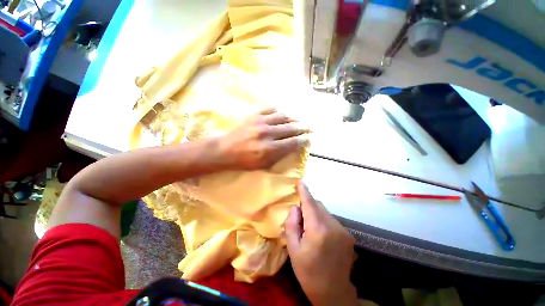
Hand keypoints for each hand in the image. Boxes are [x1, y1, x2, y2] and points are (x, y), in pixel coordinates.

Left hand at [218, 108, 308, 169]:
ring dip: (293, 118)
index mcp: (270, 149)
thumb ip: (279, 156)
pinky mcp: (254, 116)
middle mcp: (268, 133)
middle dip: (302, 128)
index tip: (308, 139)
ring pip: (283, 116)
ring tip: (298, 120)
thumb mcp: (264, 165)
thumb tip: (292, 147)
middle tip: (309, 128)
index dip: (303, 140)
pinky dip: (279, 112)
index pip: (293, 142)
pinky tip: (283, 115)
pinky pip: (271, 110)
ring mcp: (261, 122)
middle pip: (291, 128)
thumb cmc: (245, 161)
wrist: (225, 150)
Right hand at [285, 182, 357, 305]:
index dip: (304, 192)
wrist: (333, 292)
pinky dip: (322, 221)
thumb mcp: (293, 249)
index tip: (300, 181)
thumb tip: (295, 208)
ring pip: (325, 212)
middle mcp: (333, 226)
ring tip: (309, 229)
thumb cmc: (308, 272)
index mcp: (318, 230)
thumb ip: (292, 224)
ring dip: (315, 214)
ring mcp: (343, 230)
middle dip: (308, 206)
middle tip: (299, 217)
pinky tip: (320, 235)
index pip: (310, 204)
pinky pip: (331, 220)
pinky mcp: (347, 235)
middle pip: (318, 206)